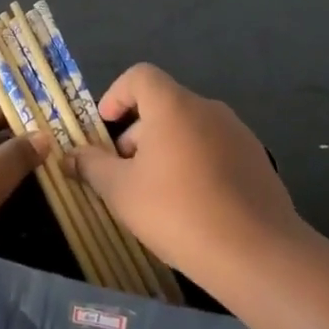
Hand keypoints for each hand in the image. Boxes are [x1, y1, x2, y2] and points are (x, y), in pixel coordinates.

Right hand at [70, 64, 301, 283]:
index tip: (105, 127)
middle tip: (124, 174)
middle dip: (138, 133)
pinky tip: (193, 207)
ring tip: (157, 195)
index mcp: (174, 105)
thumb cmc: (178, 212)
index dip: (117, 95)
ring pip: (189, 129)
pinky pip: (215, 149)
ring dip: (166, 150)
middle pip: (163, 105)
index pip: (140, 76)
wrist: (257, 252)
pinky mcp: (256, 160)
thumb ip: (92, 167)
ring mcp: (237, 133)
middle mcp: (208, 108)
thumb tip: (71, 155)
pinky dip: (195, 165)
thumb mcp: (121, 192)